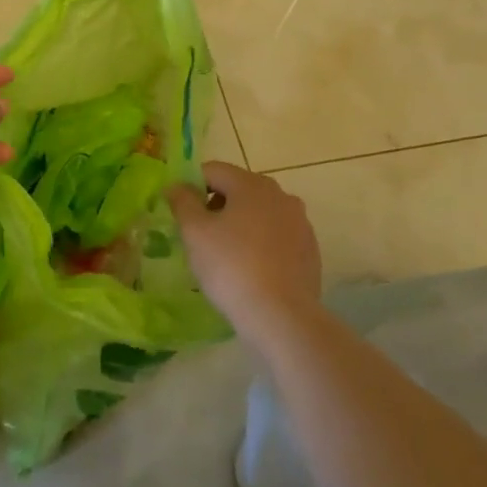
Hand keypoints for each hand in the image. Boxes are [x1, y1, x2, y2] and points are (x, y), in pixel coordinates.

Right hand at [167, 162, 321, 346]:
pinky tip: (251, 269)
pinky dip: (261, 244)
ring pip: (259, 213)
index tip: (180, 212)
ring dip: (240, 224)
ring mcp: (300, 222)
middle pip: (238, 189)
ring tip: (225, 255)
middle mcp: (280, 195)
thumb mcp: (195, 232)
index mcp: (252, 184)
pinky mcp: (309, 249)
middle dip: (216, 205)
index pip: (213, 170)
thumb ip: (182, 201)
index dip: (191, 186)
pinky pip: (276, 236)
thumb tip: (177, 186)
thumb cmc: (231, 267)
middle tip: (200, 236)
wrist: (281, 316)